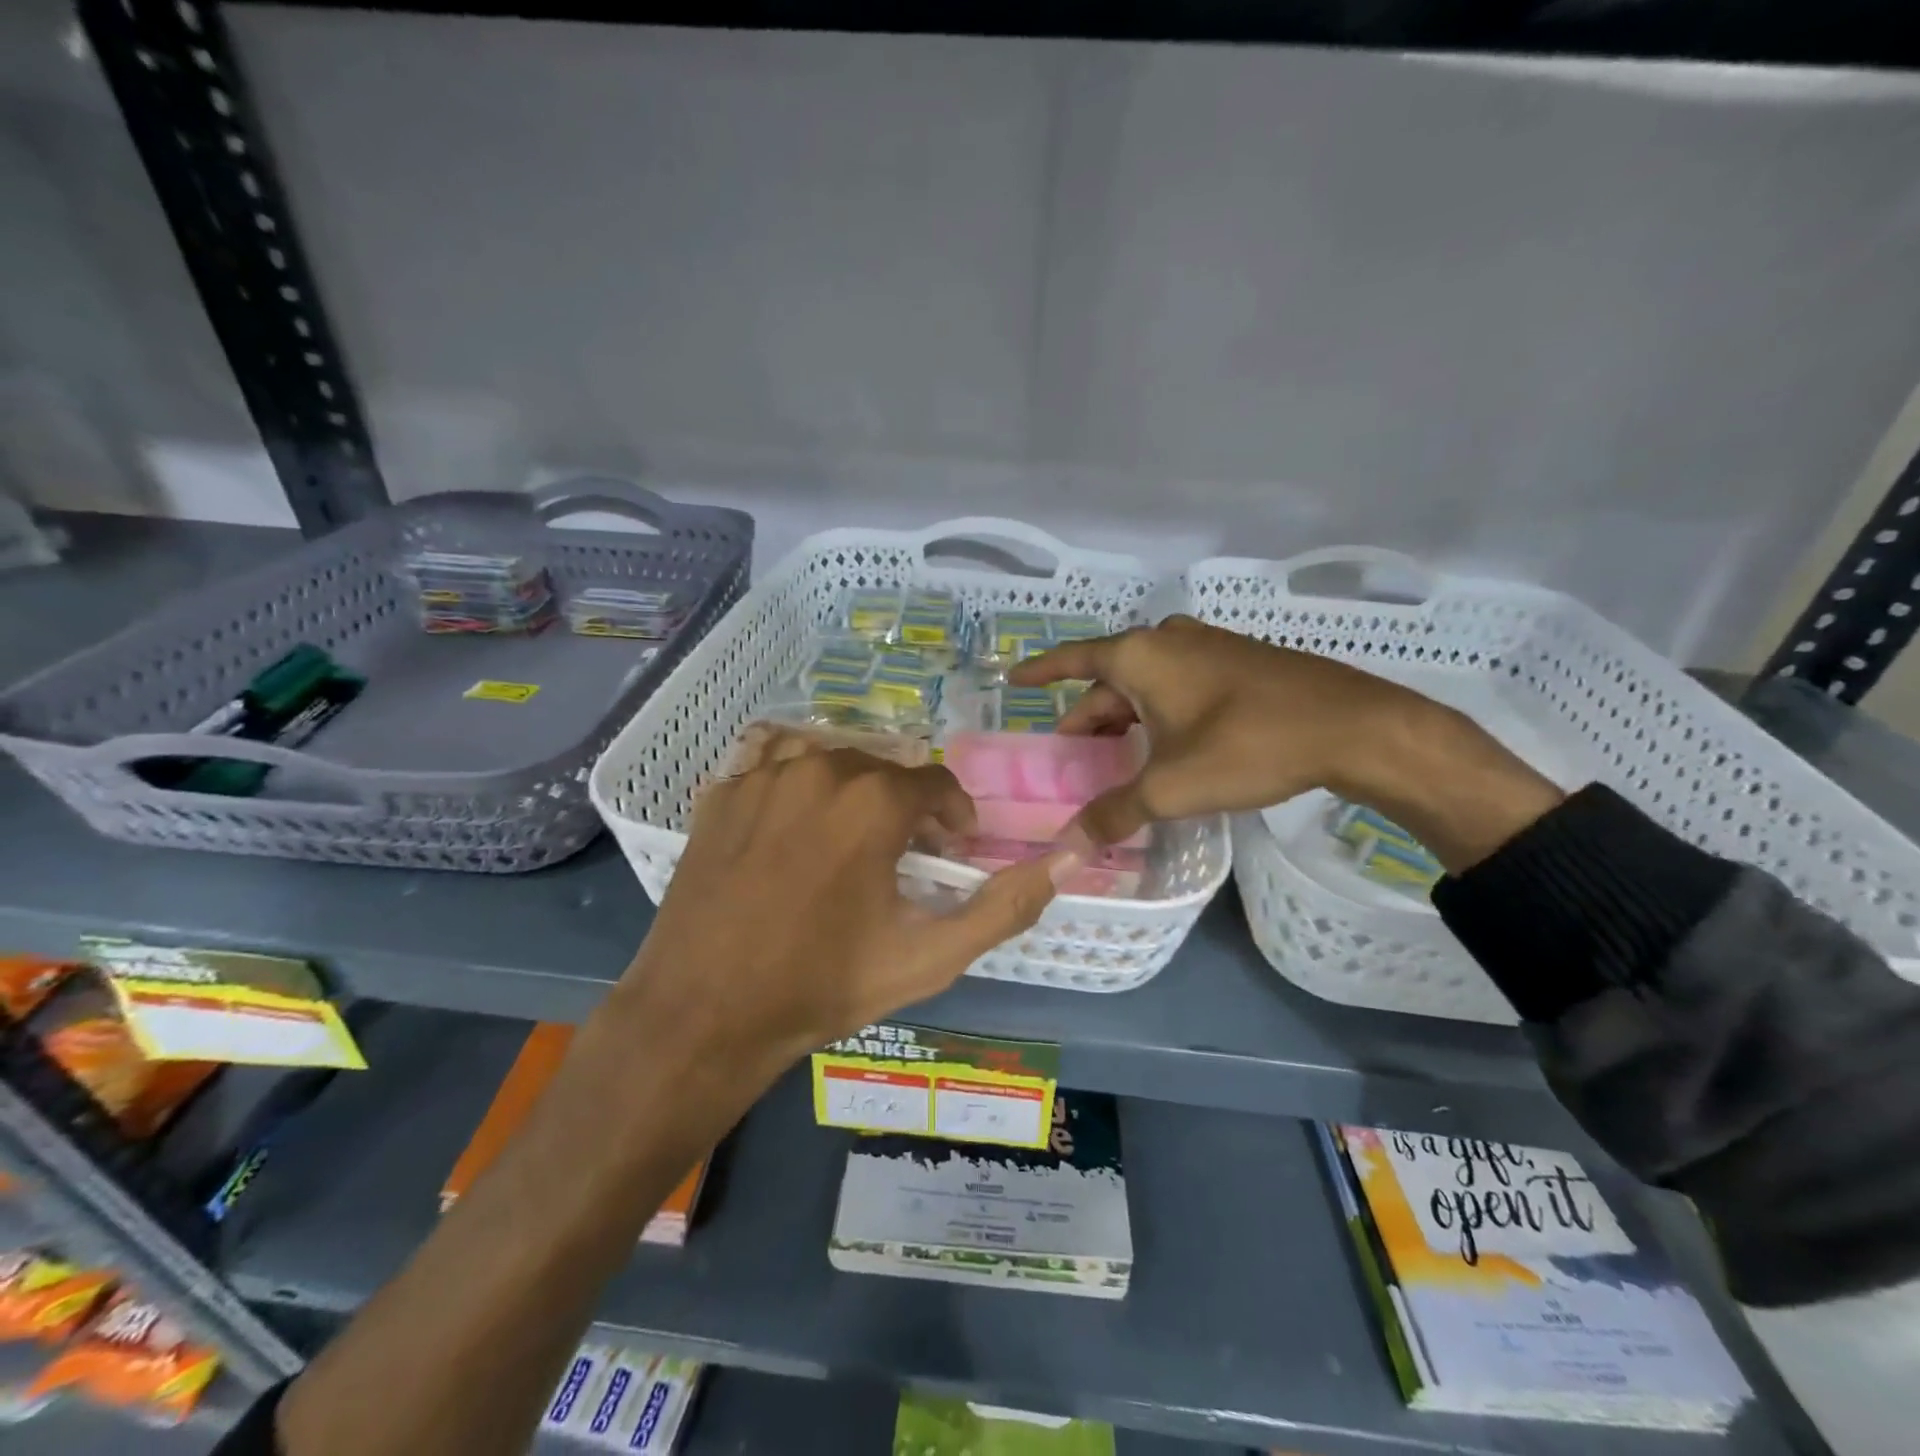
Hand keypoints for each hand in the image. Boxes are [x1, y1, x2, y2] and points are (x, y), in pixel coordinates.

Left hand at [620, 732, 1063, 1074]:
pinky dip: (795, 786)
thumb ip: (1004, 906)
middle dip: (903, 807)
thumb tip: (1069, 859)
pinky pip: (772, 765)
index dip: (952, 815)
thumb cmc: (823, 985)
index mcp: (873, 801)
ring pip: (829, 760)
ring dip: (850, 791)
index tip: (951, 850)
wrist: (705, 1013)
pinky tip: (793, 829)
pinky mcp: (720, 793)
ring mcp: (761, 776)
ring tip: (848, 840)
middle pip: (883, 768)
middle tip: (901, 857)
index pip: (935, 782)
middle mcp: (819, 768)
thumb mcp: (929, 957)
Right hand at [1011, 617, 1562, 870]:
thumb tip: (1068, 845)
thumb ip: (1114, 813)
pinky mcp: (1238, 662)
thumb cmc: (1249, 745)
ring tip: (1114, 762)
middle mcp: (1167, 641)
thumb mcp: (1172, 787)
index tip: (1013, 680)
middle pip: (1109, 681)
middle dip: (1087, 720)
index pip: (1071, 660)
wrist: (1354, 726)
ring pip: (1146, 685)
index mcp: (1139, 656)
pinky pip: (1178, 685)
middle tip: (1071, 759)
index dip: (1040, 672)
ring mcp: (1207, 648)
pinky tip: (1166, 749)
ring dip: (1125, 720)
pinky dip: (1158, 714)